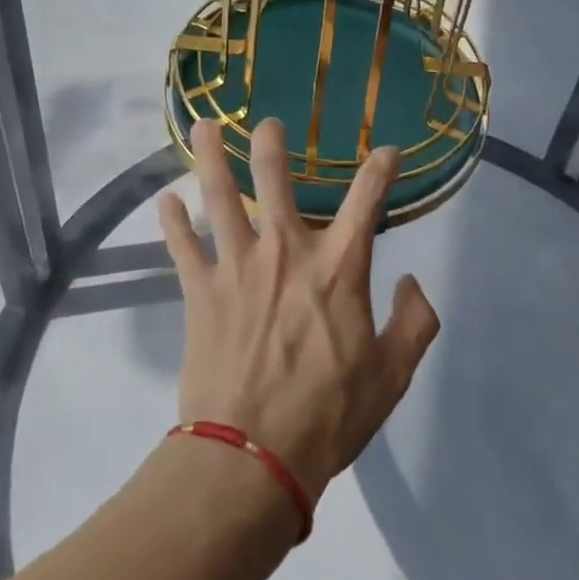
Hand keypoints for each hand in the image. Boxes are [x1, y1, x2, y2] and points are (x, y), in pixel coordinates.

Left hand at [157, 118, 440, 506]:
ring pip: (219, 197)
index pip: (366, 202)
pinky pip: (181, 246)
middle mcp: (285, 252)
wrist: (252, 457)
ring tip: (204, 126)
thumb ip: (414, 324)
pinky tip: (164, 201)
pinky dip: (172, 222)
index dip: (380, 170)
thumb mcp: (392, 377)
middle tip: (266, 122)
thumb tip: (413, 283)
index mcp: (338, 269)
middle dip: (271, 145)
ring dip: (212, 158)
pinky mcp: (199, 291)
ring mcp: (237, 266)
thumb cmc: (327, 416)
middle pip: (275, 181)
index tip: (386, 150)